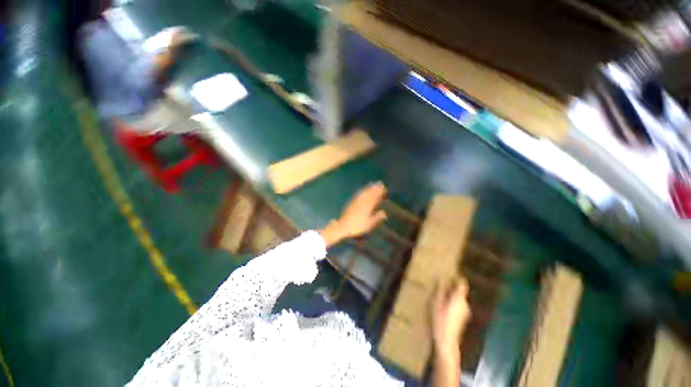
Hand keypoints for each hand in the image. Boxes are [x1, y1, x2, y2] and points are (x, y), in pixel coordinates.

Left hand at [319, 182, 387, 246]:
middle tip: (380, 183)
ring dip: (369, 187)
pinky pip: (358, 194)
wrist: (343, 226)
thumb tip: (384, 212)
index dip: (379, 192)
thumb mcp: (369, 224)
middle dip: (375, 188)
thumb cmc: (358, 226)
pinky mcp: (351, 203)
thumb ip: (377, 217)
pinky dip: (362, 191)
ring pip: (364, 192)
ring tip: (373, 184)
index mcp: (368, 206)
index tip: (384, 188)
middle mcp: (362, 202)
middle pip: (369, 193)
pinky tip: (363, 190)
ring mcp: (356, 201)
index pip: (375, 197)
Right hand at [432, 278, 471, 359]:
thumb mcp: (436, 302)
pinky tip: (444, 307)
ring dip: (452, 296)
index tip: (451, 272)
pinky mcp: (463, 318)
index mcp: (459, 298)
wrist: (447, 340)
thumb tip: (440, 278)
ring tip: (440, 294)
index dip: (458, 278)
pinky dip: (452, 303)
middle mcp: (465, 304)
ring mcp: (465, 312)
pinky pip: (458, 306)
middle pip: (460, 291)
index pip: (462, 284)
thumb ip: (439, 290)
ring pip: (459, 299)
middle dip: (452, 287)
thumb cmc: (440, 319)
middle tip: (441, 283)